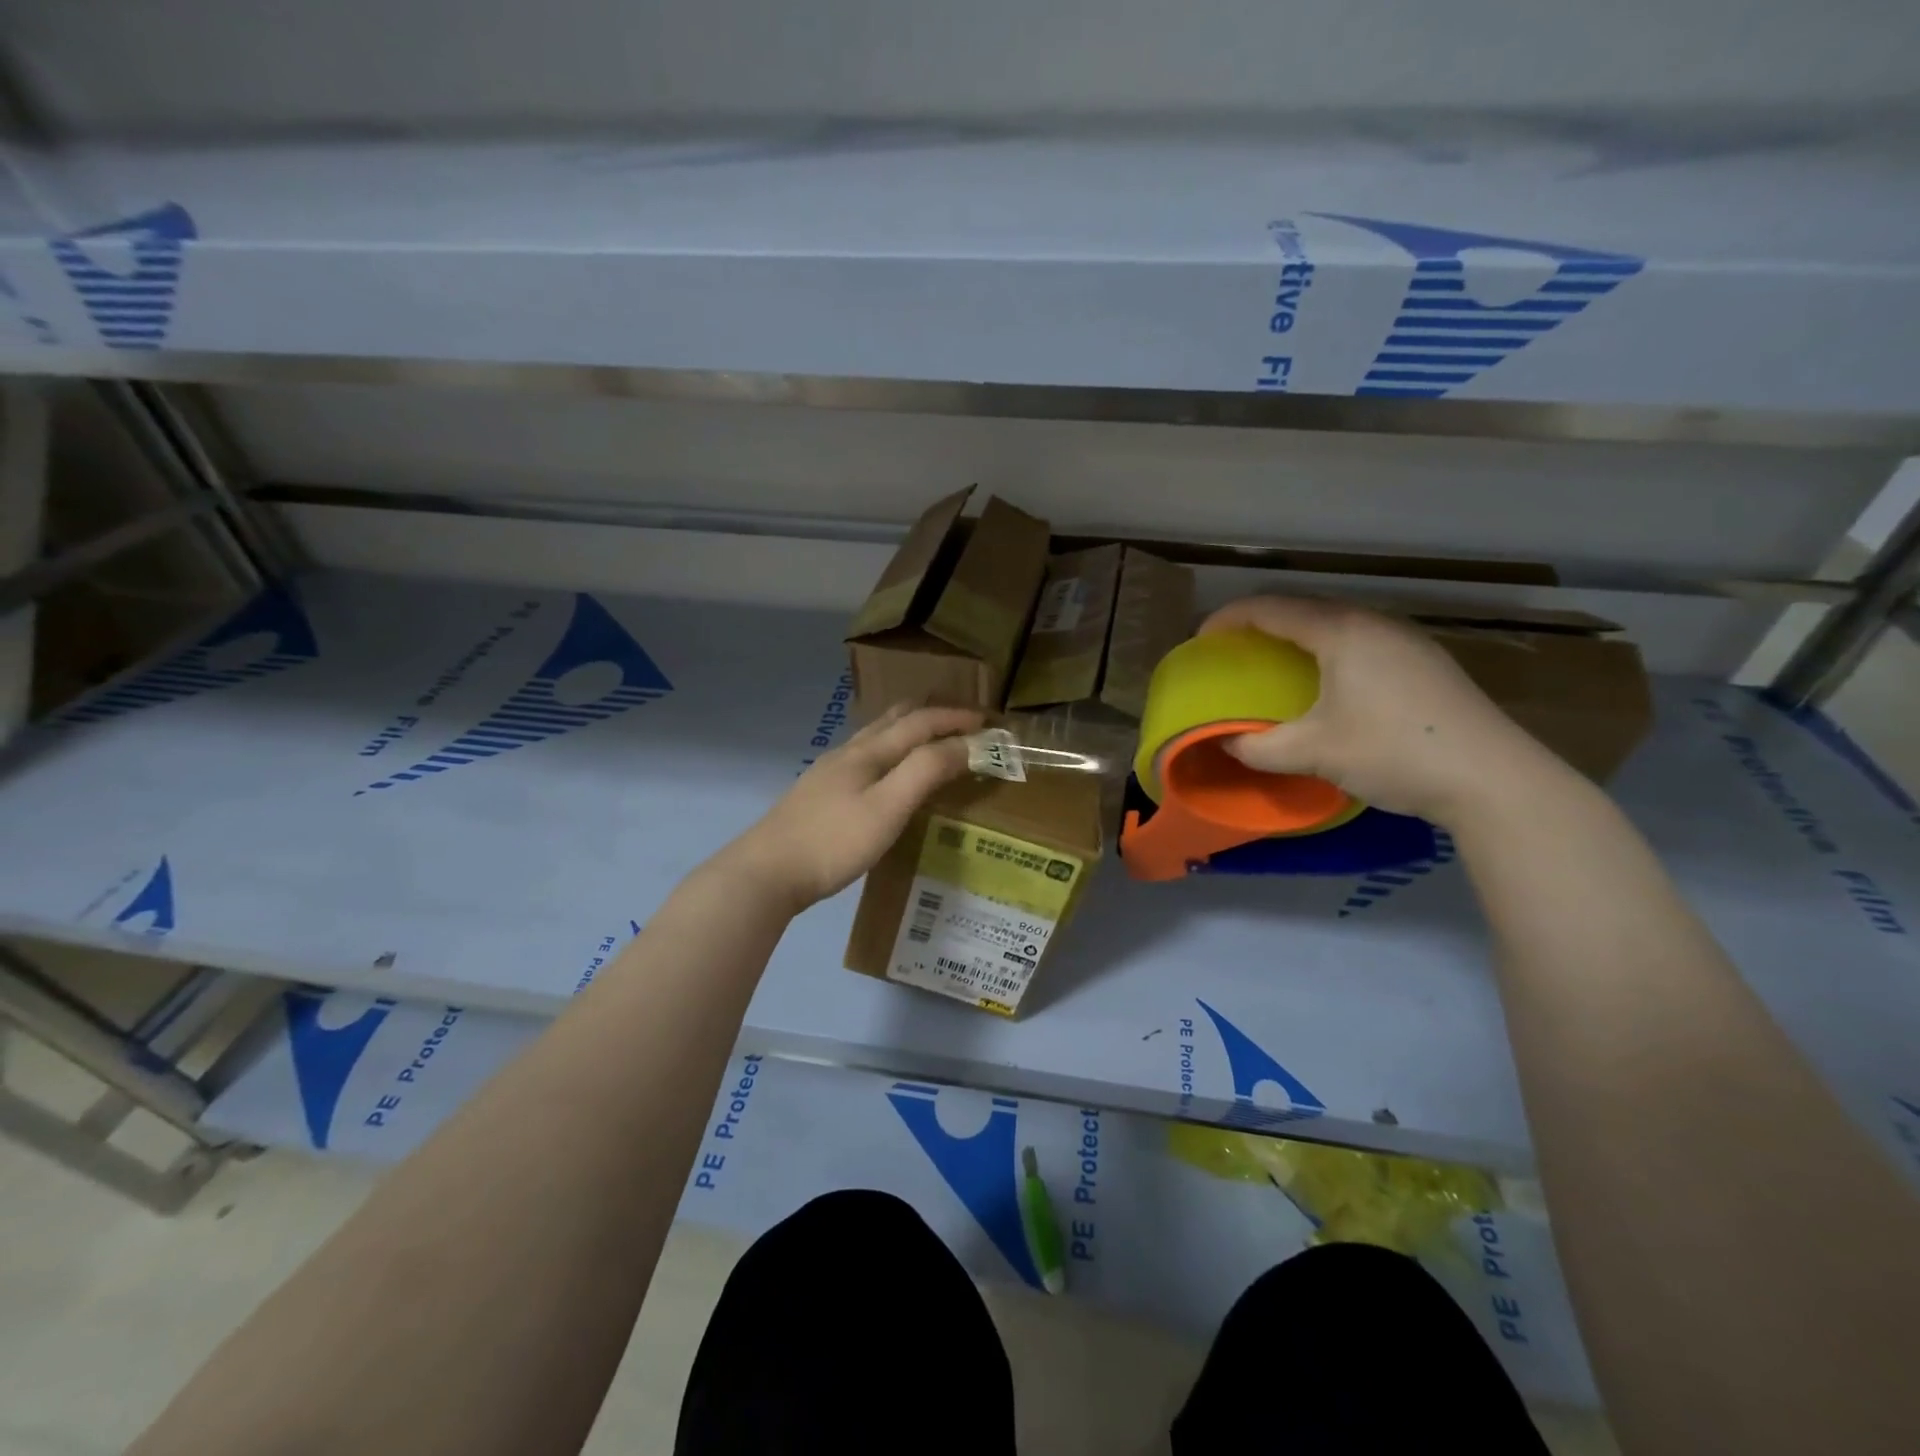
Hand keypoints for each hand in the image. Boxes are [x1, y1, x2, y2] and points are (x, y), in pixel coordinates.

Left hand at [720, 704, 982, 912]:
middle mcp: (849, 753)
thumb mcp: (888, 807)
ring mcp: (829, 772)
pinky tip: (885, 775)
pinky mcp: (819, 793)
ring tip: (929, 741)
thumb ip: (926, 771)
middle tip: (960, 722)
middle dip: (930, 714)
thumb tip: (966, 743)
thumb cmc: (834, 841)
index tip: (988, 721)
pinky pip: (864, 758)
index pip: (920, 722)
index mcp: (869, 752)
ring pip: (875, 737)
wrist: (766, 872)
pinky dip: (889, 752)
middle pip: (893, 720)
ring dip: (907, 731)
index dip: (955, 718)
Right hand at [1200, 596, 1571, 827]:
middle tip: (1234, 650)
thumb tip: (1225, 743)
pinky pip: (1362, 640)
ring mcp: (1407, 640)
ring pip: (1337, 624)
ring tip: (1274, 663)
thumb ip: (1258, 747)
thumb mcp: (1313, 753)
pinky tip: (1329, 681)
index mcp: (1341, 632)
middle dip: (1262, 624)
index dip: (1229, 618)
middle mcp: (1375, 623)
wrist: (1493, 778)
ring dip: (1299, 636)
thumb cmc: (1392, 753)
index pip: (1271, 608)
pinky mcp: (1427, 661)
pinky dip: (1329, 650)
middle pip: (1305, 609)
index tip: (1201, 639)